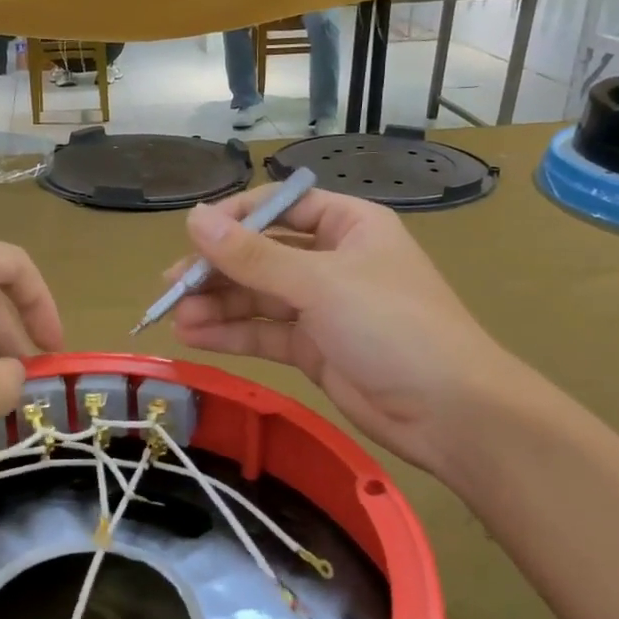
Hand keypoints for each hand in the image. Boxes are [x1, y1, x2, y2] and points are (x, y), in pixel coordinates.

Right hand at [170, 188, 515, 477]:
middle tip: (171, 287)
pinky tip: (194, 338)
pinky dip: (232, 334)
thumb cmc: (392, 326)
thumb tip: (193, 219)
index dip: (234, 218)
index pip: (280, 207)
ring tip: (174, 318)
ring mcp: (323, 307)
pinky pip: (264, 333)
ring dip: (217, 306)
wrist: (448, 411)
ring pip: (258, 297)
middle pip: (262, 255)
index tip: (191, 237)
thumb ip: (253, 256)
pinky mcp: (314, 349)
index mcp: (347, 225)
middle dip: (217, 270)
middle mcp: (332, 260)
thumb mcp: (320, 283)